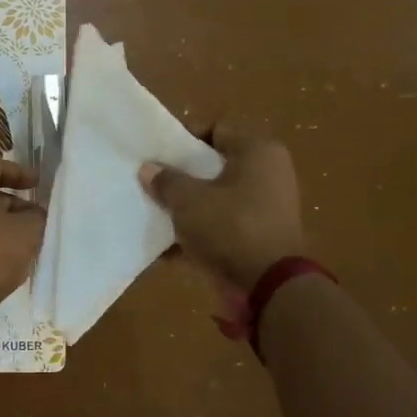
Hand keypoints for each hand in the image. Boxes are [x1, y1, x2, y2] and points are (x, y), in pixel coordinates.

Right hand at [139, 126, 304, 293]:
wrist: (268, 286)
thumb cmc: (230, 227)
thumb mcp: (188, 200)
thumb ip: (166, 181)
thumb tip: (148, 169)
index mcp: (258, 152)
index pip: (216, 130)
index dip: (183, 138)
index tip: (156, 153)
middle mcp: (268, 174)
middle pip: (214, 165)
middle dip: (181, 175)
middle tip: (151, 181)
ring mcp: (265, 208)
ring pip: (216, 198)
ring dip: (187, 206)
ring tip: (154, 212)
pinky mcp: (258, 237)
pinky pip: (221, 226)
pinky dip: (198, 232)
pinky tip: (167, 245)